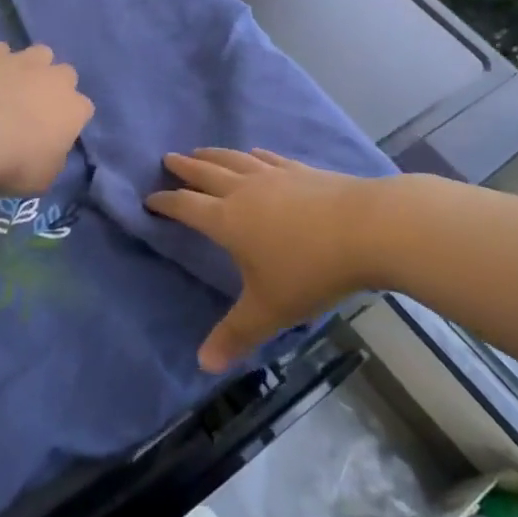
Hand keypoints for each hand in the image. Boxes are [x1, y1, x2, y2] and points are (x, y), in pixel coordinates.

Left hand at [0, 42, 93, 192]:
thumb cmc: (13, 163)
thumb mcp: (43, 177)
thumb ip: (53, 158)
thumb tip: (49, 150)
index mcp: (74, 109)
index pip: (84, 109)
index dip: (70, 120)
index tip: (55, 134)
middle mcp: (55, 78)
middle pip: (65, 74)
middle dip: (54, 87)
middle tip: (34, 108)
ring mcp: (24, 61)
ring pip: (39, 53)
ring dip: (31, 67)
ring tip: (13, 86)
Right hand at [147, 149, 381, 371]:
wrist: (368, 228)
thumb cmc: (310, 270)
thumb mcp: (269, 309)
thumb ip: (236, 334)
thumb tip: (203, 365)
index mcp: (227, 220)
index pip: (186, 207)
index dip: (165, 203)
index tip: (149, 199)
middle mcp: (244, 191)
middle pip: (206, 173)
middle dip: (185, 168)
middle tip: (168, 159)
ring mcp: (275, 177)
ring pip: (234, 160)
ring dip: (213, 155)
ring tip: (200, 151)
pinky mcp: (302, 171)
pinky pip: (268, 158)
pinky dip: (254, 155)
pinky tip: (254, 153)